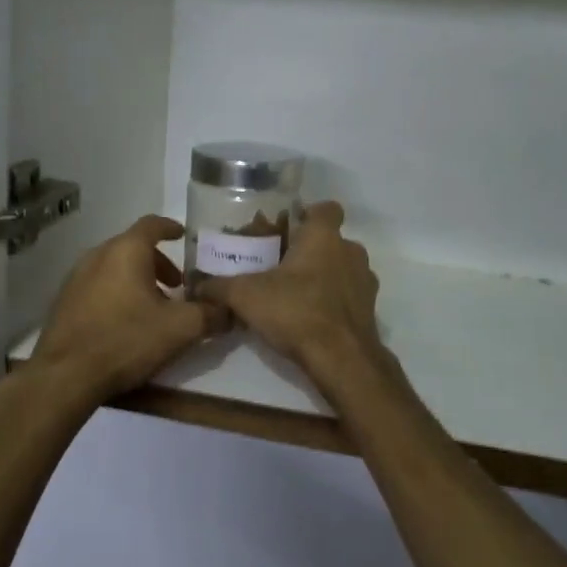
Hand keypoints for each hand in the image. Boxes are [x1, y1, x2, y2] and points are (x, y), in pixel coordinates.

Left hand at [31, 215, 226, 402]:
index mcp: (126, 251)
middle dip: (158, 262)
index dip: (171, 228)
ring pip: (114, 267)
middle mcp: (98, 255)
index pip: (152, 224)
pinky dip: (116, 292)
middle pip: (133, 247)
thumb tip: (229, 309)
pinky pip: (97, 286)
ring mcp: (76, 277)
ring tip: (153, 307)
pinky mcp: (63, 301)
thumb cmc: (126, 340)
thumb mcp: (180, 329)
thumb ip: (210, 314)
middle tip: (176, 285)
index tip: (183, 236)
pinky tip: (125, 322)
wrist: (64, 376)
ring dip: (137, 279)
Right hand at [194, 202, 388, 408]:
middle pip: (331, 240)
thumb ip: (220, 286)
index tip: (289, 227)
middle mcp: (350, 251)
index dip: (310, 214)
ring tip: (294, 293)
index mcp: (324, 236)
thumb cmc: (296, 311)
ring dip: (323, 275)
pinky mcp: (369, 309)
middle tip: (280, 265)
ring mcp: (364, 281)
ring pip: (342, 267)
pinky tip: (310, 317)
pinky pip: (348, 295)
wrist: (341, 359)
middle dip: (308, 250)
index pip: (327, 208)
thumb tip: (196, 285)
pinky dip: (333, 301)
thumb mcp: (246, 296)